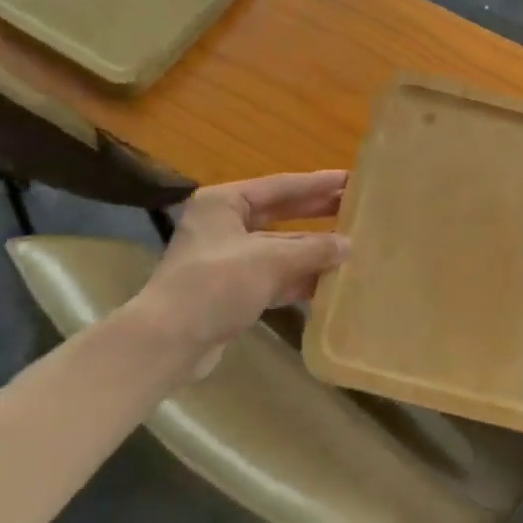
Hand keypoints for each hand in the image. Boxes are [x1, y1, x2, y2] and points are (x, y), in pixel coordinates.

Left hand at [123, 170, 349, 378]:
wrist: (168, 343)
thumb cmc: (215, 285)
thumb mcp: (269, 261)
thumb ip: (312, 249)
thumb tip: (348, 244)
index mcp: (224, 203)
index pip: (280, 187)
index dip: (317, 184)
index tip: (350, 179)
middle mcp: (224, 225)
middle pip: (280, 214)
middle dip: (316, 213)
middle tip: (354, 207)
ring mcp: (227, 259)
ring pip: (278, 248)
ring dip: (311, 250)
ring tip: (351, 245)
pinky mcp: (231, 290)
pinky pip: (273, 276)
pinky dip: (298, 277)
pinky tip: (329, 281)